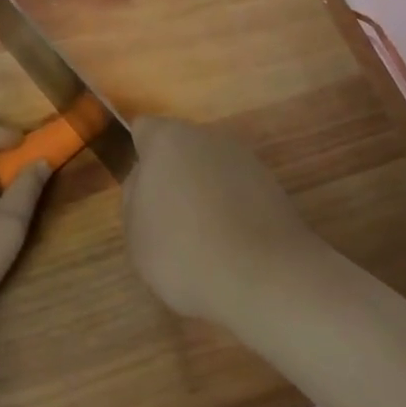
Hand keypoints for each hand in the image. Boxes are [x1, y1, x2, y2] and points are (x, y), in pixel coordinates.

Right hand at [122, 117, 321, 324]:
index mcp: (167, 139)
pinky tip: (232, 246)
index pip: (144, 129)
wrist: (264, 277)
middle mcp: (206, 136)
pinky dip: (232, 210)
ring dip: (204, 193)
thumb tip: (145, 180)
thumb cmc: (184, 251)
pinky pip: (238, 191)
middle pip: (180, 148)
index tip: (141, 193)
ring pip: (211, 169)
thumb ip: (133, 197)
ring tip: (203, 240)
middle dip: (173, 176)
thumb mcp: (135, 234)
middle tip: (167, 221)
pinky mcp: (272, 184)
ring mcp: (243, 158)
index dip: (140, 157)